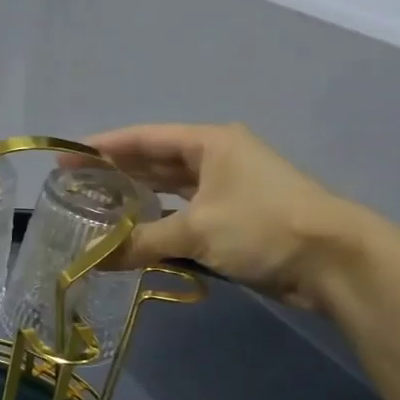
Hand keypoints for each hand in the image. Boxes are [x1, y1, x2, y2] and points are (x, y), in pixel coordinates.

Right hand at [86, 122, 356, 308]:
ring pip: (169, 190)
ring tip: (96, 208)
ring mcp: (227, 189)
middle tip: (74, 186)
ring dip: (136, 199)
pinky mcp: (234, 219)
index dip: (102, 147)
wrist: (333, 260)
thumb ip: (141, 242)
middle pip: (154, 161)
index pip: (144, 138)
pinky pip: (184, 215)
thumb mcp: (196, 230)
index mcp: (208, 143)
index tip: (66, 158)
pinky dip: (159, 223)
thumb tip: (95, 260)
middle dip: (115, 172)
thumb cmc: (262, 226)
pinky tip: (134, 233)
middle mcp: (216, 159)